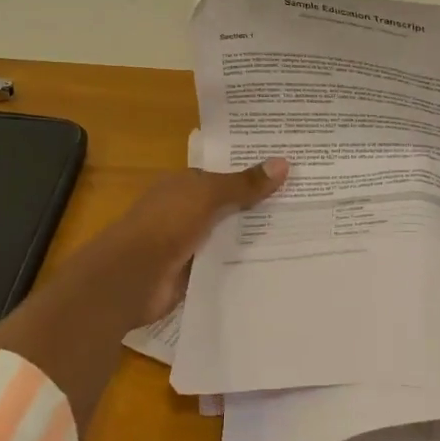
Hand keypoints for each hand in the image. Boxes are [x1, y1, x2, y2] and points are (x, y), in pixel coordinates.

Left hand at [0, 158, 287, 430]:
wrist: (130, 278)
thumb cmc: (165, 225)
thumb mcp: (207, 196)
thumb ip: (243, 184)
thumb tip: (284, 163)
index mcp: (184, 185)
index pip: (225, 175)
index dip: (255, 175)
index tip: (292, 176)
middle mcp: (186, 211)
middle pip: (230, 206)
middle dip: (261, 207)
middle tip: (309, 206)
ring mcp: (188, 244)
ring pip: (230, 237)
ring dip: (255, 238)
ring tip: (303, 236)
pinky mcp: (192, 274)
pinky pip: (225, 265)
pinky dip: (244, 265)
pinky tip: (277, 265)